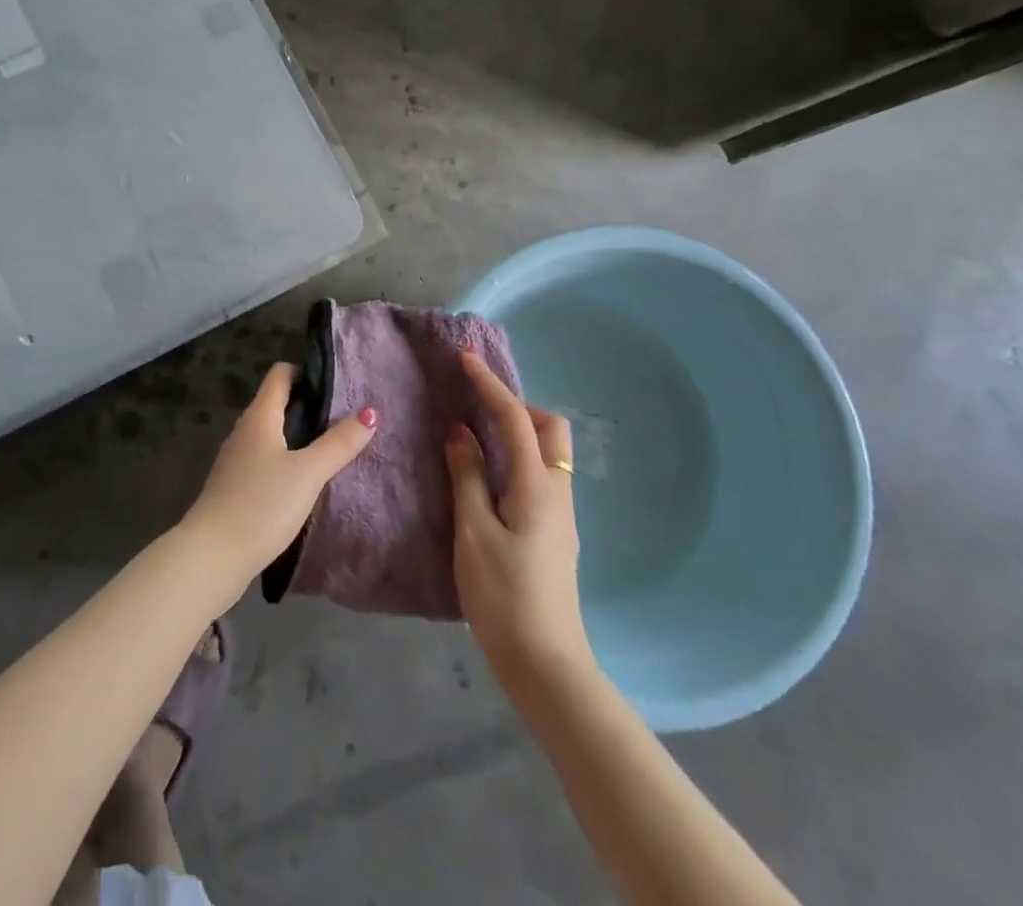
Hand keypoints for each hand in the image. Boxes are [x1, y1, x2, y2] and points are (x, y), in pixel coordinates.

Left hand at [182, 362, 377, 595]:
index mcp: (259, 416)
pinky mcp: (234, 486)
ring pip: (270, 433)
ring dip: (296, 434)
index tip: (336, 382)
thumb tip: (370, 413)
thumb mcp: (308, 473)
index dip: (305, 370)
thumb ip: (338, 443)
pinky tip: (303, 480)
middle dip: (307, 404)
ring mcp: (236, 459)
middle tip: (343, 416)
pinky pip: (264, 459)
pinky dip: (284, 458)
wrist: (213, 555)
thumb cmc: (262, 505)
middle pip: (275, 402)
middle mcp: (244, 430)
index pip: (279, 375)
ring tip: (329, 446)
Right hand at [447, 348, 595, 691]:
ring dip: (518, 430)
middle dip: (517, 405)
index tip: (465, 359)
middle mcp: (557, 491)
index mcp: (537, 486)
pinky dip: (517, 456)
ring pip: (548, 451)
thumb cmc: (503, 595)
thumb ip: (468, 476)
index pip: (514, 419)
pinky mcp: (555, 531)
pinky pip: (541, 473)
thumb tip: (461, 432)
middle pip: (550, 428)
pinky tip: (490, 474)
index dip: (489, 384)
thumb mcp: (473, 532)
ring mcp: (561, 513)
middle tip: (478, 407)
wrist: (545, 663)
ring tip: (478, 435)